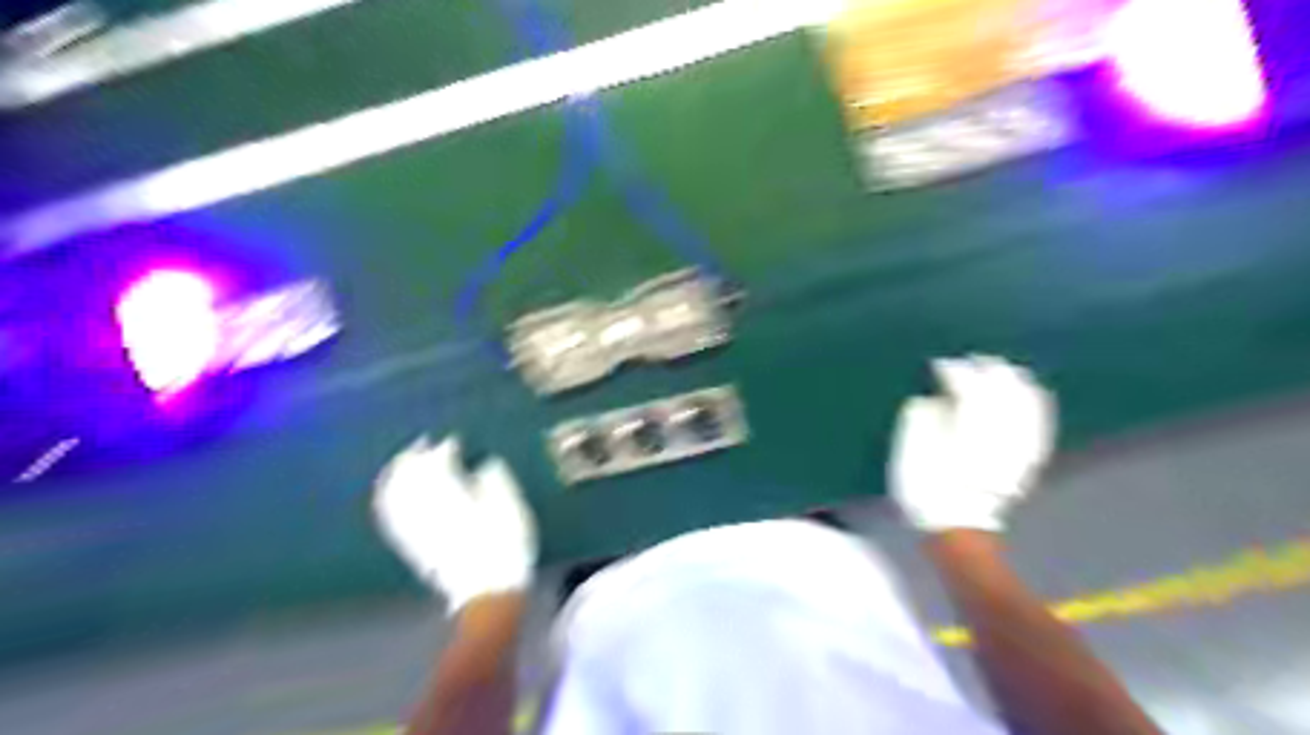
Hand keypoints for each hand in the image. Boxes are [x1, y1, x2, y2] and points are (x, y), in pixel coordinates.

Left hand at [372, 437, 535, 614]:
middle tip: (422, 442)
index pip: (439, 461)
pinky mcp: (411, 545)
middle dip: (414, 455)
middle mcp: (425, 505)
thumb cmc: (505, 543)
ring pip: (395, 493)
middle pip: (410, 474)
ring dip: (396, 474)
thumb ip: (496, 478)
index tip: (454, 440)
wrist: (488, 589)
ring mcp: (415, 526)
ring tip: (403, 462)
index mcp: (451, 491)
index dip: (445, 448)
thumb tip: (484, 463)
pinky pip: (391, 517)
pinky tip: (390, 495)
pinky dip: (388, 500)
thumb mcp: (511, 505)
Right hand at [886, 356, 1057, 533]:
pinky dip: (1036, 403)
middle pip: (1000, 392)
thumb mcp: (910, 455)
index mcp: (966, 430)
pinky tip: (1034, 391)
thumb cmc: (925, 489)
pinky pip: (1039, 423)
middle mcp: (999, 434)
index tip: (939, 364)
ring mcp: (1017, 446)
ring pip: (1024, 404)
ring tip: (1002, 368)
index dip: (954, 373)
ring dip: (1014, 382)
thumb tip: (933, 399)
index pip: (966, 389)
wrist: (956, 528)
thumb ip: (920, 419)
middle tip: (972, 359)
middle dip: (988, 371)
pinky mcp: (1027, 458)